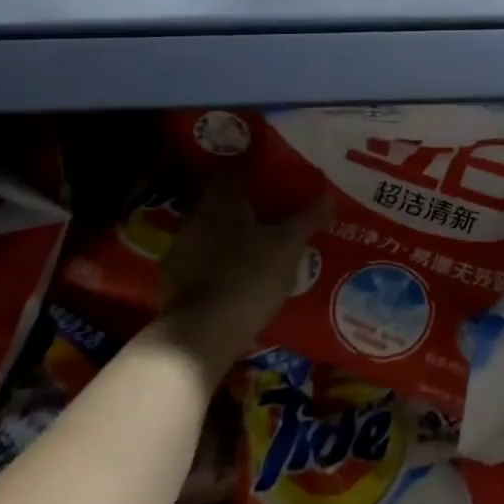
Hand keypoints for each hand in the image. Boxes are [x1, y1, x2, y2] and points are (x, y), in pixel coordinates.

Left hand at [153, 177, 332, 388]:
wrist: (202, 331)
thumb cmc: (249, 275)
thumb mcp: (288, 245)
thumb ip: (308, 218)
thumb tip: (329, 195)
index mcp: (222, 201)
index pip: (236, 172)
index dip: (256, 171)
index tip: (276, 177)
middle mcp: (196, 217)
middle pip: (223, 202)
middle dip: (246, 206)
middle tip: (275, 212)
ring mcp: (181, 249)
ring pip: (212, 232)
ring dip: (231, 235)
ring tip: (260, 246)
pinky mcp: (175, 280)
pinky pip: (203, 261)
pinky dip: (219, 263)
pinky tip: (239, 275)